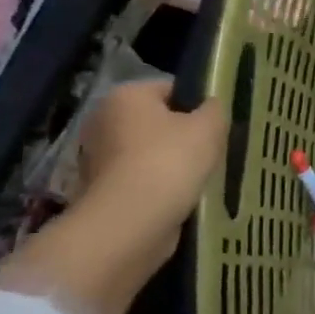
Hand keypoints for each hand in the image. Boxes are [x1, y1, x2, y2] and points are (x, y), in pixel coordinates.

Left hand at [78, 80, 228, 229]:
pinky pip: (141, 181)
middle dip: (184, 137)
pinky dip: (159, 188)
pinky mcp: (100, 191)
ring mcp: (97, 158)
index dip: (199, 106)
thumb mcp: (210, 126)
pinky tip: (180, 199)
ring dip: (172, 165)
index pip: (171, 89)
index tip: (217, 127)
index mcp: (126, 95)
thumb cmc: (169, 162)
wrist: (129, 224)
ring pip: (150, 154)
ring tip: (200, 180)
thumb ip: (215, 109)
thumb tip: (211, 107)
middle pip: (158, 122)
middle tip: (212, 153)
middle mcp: (103, 121)